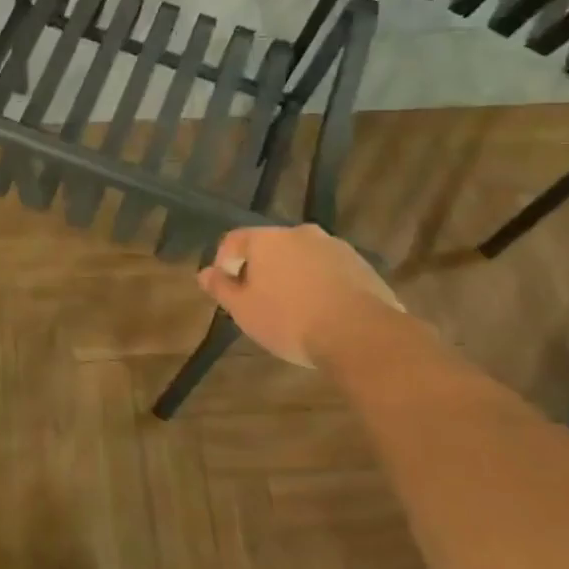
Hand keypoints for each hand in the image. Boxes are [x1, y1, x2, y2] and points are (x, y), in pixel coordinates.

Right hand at [196, 226, 402, 368]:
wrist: (361, 334)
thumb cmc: (290, 320)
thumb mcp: (243, 309)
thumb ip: (221, 288)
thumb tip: (204, 273)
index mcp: (267, 239)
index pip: (234, 240)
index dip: (224, 262)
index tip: (227, 289)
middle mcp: (301, 233)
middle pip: (271, 247)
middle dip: (262, 270)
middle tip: (260, 300)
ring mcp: (336, 247)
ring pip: (303, 258)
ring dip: (293, 276)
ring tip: (294, 309)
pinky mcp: (363, 266)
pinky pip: (330, 271)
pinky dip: (321, 285)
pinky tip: (323, 313)